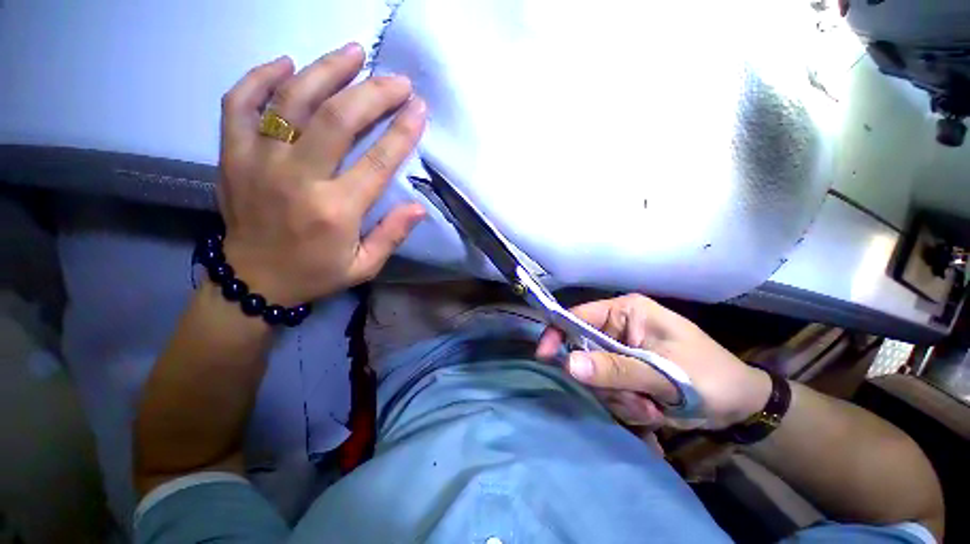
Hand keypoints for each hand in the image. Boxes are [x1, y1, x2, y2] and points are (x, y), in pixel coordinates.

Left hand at [216, 43, 427, 305]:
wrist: (254, 281)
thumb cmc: (316, 273)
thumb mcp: (364, 266)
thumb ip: (392, 236)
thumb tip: (418, 207)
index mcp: (335, 210)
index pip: (376, 161)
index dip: (402, 131)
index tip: (419, 108)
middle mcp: (297, 179)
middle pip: (336, 119)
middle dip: (372, 92)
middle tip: (396, 79)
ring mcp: (258, 162)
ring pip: (291, 100)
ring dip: (325, 70)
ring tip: (353, 53)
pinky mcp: (232, 155)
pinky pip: (238, 103)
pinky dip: (260, 78)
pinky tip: (286, 65)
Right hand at [536, 294, 771, 429]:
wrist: (741, 406)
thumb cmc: (711, 379)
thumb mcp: (665, 375)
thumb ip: (616, 369)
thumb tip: (568, 364)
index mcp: (626, 312)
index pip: (577, 316)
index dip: (558, 334)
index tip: (545, 357)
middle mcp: (618, 327)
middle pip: (584, 350)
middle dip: (605, 382)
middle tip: (636, 400)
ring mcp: (621, 350)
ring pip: (595, 374)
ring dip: (619, 398)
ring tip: (652, 407)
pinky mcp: (625, 370)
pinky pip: (607, 388)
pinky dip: (625, 404)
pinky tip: (652, 410)